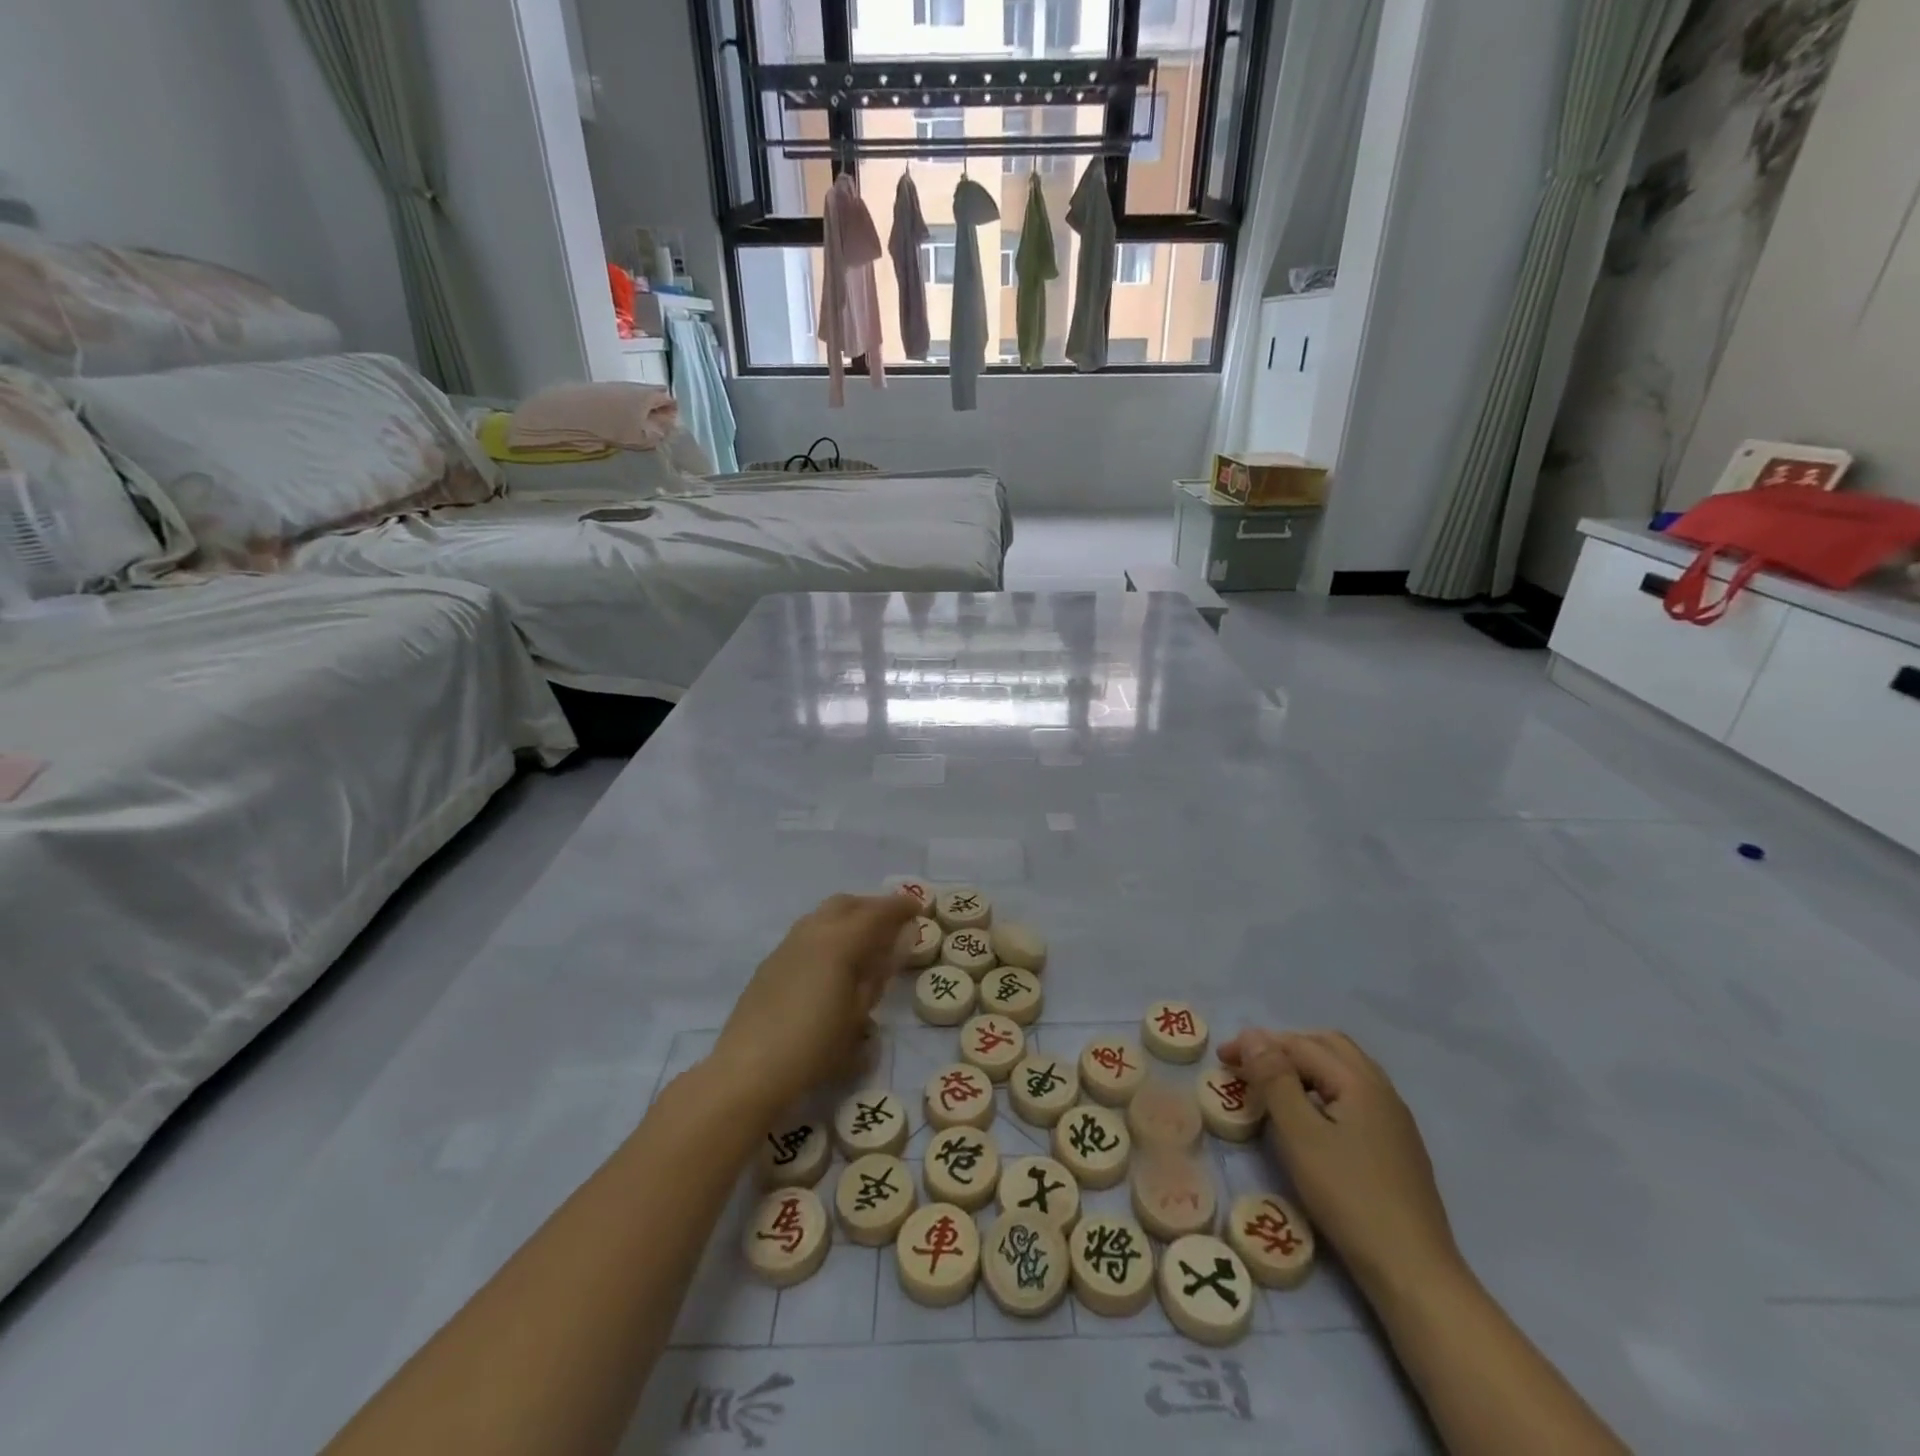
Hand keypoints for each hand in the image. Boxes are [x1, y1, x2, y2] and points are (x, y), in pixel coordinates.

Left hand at [710, 893, 919, 1115]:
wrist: (748, 1069)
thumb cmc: (814, 1046)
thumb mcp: (858, 1013)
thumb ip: (879, 971)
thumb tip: (899, 938)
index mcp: (839, 941)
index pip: (877, 912)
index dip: (900, 906)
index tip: (919, 908)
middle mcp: (812, 931)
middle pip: (848, 903)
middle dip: (873, 907)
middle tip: (894, 925)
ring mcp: (787, 944)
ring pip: (824, 915)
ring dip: (849, 918)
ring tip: (866, 943)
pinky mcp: (771, 962)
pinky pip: (808, 932)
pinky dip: (829, 933)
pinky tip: (833, 963)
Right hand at [1219, 1028, 1460, 1297]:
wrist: (1413, 1272)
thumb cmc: (1348, 1197)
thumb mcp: (1300, 1134)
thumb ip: (1275, 1079)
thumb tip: (1254, 1036)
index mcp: (1359, 1081)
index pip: (1299, 1045)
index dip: (1257, 1045)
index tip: (1222, 1058)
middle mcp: (1381, 1089)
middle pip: (1328, 1046)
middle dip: (1284, 1046)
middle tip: (1250, 1063)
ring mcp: (1395, 1119)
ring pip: (1344, 1069)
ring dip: (1306, 1064)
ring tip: (1275, 1083)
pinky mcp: (1398, 1146)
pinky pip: (1355, 1094)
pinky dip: (1324, 1087)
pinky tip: (1311, 1115)